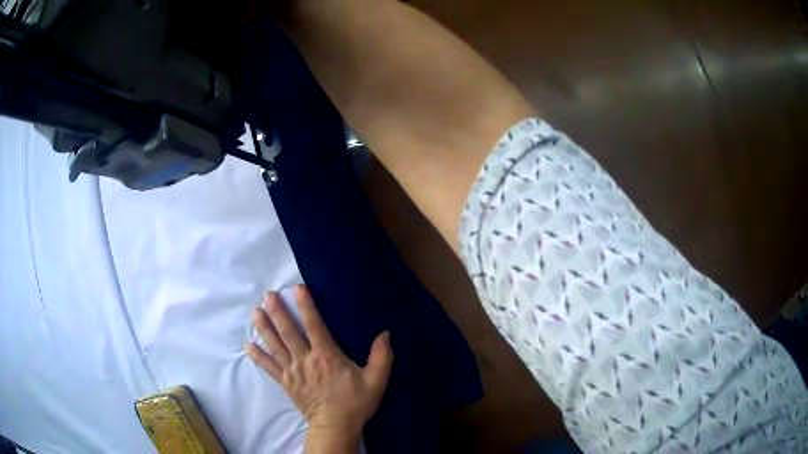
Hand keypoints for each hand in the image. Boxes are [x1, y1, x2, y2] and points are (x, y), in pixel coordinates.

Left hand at [247, 285, 392, 447]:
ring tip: (255, 312)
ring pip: (275, 346)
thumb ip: (381, 356)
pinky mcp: (286, 383)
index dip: (306, 306)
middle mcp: (306, 360)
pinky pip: (269, 367)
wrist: (335, 427)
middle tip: (267, 295)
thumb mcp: (376, 380)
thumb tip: (385, 333)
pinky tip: (249, 346)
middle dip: (278, 312)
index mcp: (327, 356)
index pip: (314, 325)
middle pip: (288, 332)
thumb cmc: (355, 403)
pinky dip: (259, 356)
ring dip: (264, 328)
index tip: (297, 288)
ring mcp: (293, 371)